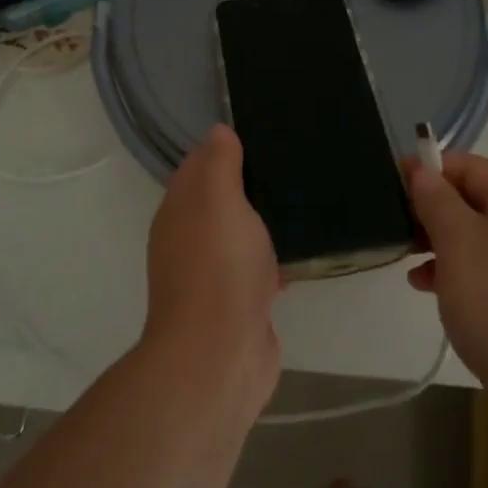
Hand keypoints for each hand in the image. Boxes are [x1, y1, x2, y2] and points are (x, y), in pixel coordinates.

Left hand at [142, 124, 281, 414]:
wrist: (220, 356)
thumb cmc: (219, 268)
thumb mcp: (218, 201)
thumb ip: (218, 164)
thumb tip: (218, 131)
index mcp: (179, 210)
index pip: (198, 166)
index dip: (226, 148)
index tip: (264, 132)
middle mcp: (190, 239)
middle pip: (221, 199)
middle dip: (251, 183)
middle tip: (295, 161)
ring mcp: (214, 273)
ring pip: (242, 234)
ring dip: (266, 220)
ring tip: (307, 197)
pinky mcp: (240, 302)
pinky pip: (260, 267)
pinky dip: (277, 256)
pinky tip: (307, 247)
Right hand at [405, 153, 487, 391]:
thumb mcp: (459, 242)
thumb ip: (437, 200)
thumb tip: (423, 171)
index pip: (472, 166)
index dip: (431, 169)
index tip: (393, 185)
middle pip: (477, 202)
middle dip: (434, 211)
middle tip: (397, 229)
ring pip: (481, 241)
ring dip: (442, 245)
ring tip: (409, 266)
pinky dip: (459, 276)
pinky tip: (433, 293)